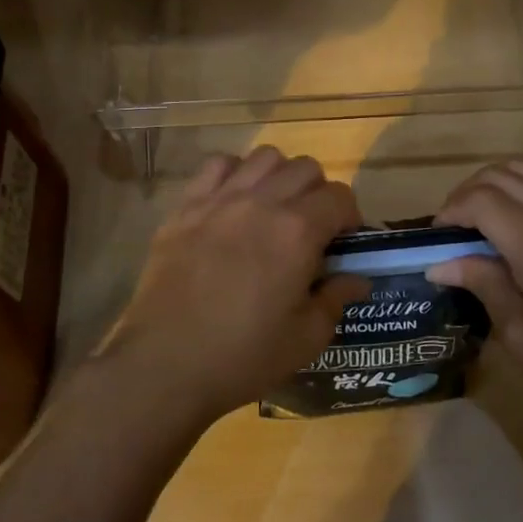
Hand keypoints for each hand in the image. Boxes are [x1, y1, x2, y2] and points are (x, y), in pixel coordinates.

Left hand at [99, 147, 367, 426]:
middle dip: (318, 192)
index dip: (349, 216)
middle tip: (311, 227)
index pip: (339, 196)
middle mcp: (261, 201)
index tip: (342, 242)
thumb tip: (357, 278)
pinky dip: (234, 173)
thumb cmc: (243, 356)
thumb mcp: (305, 338)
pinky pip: (217, 165)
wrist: (165, 363)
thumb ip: (335, 299)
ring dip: (279, 176)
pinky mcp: (186, 205)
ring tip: (273, 208)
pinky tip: (233, 201)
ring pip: (264, 157)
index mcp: (297, 231)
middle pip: (305, 168)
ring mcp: (220, 199)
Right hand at [430, 150, 522, 425]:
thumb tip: (439, 264)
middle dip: (467, 195)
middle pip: (499, 177)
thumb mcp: (522, 336)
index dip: (451, 211)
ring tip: (485, 210)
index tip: (439, 237)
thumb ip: (483, 286)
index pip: (480, 201)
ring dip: (497, 180)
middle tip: (456, 229)